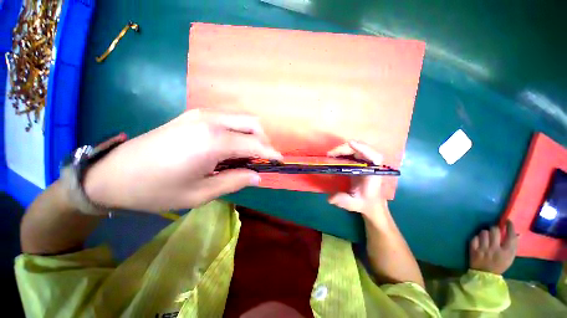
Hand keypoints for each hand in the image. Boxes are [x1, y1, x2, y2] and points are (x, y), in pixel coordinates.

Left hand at [83, 110, 281, 211]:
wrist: (113, 174)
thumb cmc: (156, 190)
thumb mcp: (200, 193)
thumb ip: (235, 181)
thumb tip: (257, 176)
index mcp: (213, 141)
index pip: (255, 144)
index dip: (271, 153)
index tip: (280, 161)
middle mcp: (211, 120)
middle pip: (252, 123)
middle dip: (263, 141)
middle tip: (261, 159)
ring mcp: (202, 114)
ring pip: (241, 118)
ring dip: (251, 135)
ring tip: (246, 155)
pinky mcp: (194, 115)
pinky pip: (228, 119)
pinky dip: (238, 131)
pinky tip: (230, 147)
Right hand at [326, 141, 388, 223]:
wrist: (371, 203)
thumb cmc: (365, 203)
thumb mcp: (354, 204)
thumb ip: (343, 201)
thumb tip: (329, 198)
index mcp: (373, 173)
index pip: (374, 157)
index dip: (363, 149)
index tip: (351, 144)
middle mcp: (372, 164)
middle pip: (362, 148)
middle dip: (344, 148)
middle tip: (330, 154)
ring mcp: (366, 161)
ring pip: (357, 148)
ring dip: (343, 148)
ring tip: (330, 155)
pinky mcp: (361, 161)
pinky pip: (353, 151)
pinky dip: (343, 151)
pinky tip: (334, 155)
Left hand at [469, 220, 517, 274]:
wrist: (484, 276)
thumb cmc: (499, 265)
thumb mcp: (509, 258)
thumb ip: (512, 246)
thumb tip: (516, 233)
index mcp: (507, 253)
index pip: (511, 236)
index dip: (509, 227)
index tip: (508, 221)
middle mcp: (495, 249)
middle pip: (495, 230)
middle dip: (495, 228)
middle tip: (495, 230)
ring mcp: (483, 249)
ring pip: (484, 232)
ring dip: (485, 233)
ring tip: (486, 237)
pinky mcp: (473, 249)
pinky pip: (474, 238)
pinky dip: (477, 238)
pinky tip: (479, 242)